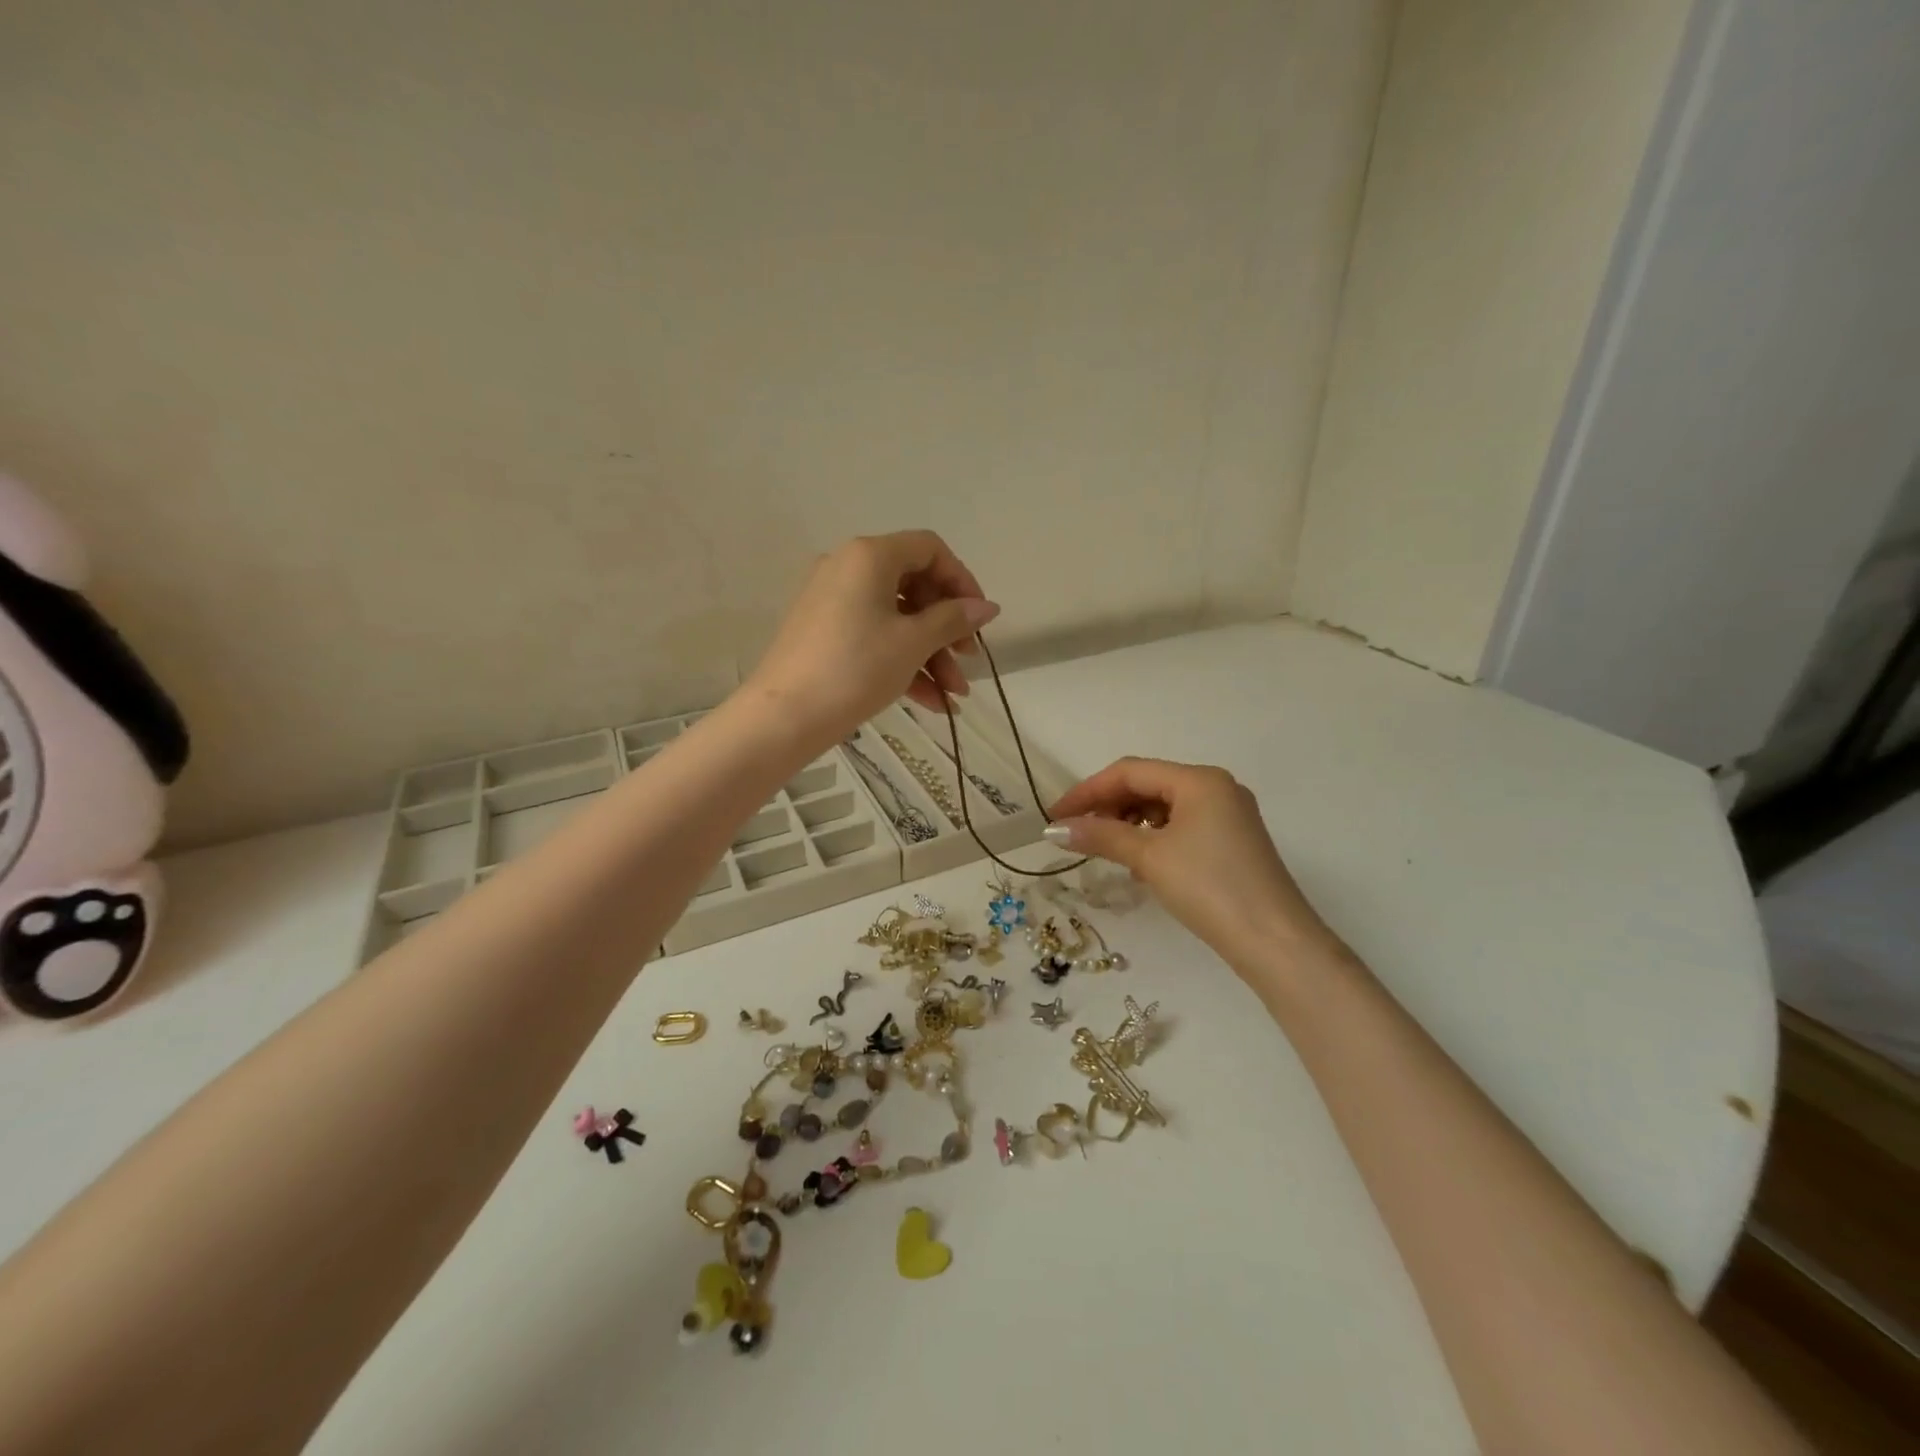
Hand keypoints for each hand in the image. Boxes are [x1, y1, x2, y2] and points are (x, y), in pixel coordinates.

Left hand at [745, 531, 999, 751]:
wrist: (784, 716)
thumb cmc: (855, 668)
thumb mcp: (913, 643)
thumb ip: (953, 620)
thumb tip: (988, 607)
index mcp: (870, 556)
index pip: (930, 549)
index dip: (962, 581)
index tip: (980, 618)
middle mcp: (848, 568)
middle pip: (915, 586)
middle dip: (947, 628)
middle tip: (967, 659)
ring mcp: (833, 601)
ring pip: (897, 618)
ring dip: (930, 654)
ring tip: (954, 695)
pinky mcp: (824, 633)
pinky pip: (874, 636)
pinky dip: (903, 662)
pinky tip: (931, 702)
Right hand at [1048, 758, 1344, 979]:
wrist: (1274, 942)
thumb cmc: (1209, 888)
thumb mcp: (1149, 858)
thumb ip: (1101, 836)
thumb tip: (1056, 829)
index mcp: (1199, 779)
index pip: (1130, 772)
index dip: (1087, 791)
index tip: (1054, 816)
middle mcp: (1216, 787)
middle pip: (1147, 784)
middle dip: (1107, 806)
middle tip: (1076, 833)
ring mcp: (1228, 814)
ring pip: (1163, 806)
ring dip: (1128, 822)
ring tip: (1104, 847)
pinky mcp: (1232, 841)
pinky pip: (1181, 825)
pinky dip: (1153, 836)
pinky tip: (1138, 860)